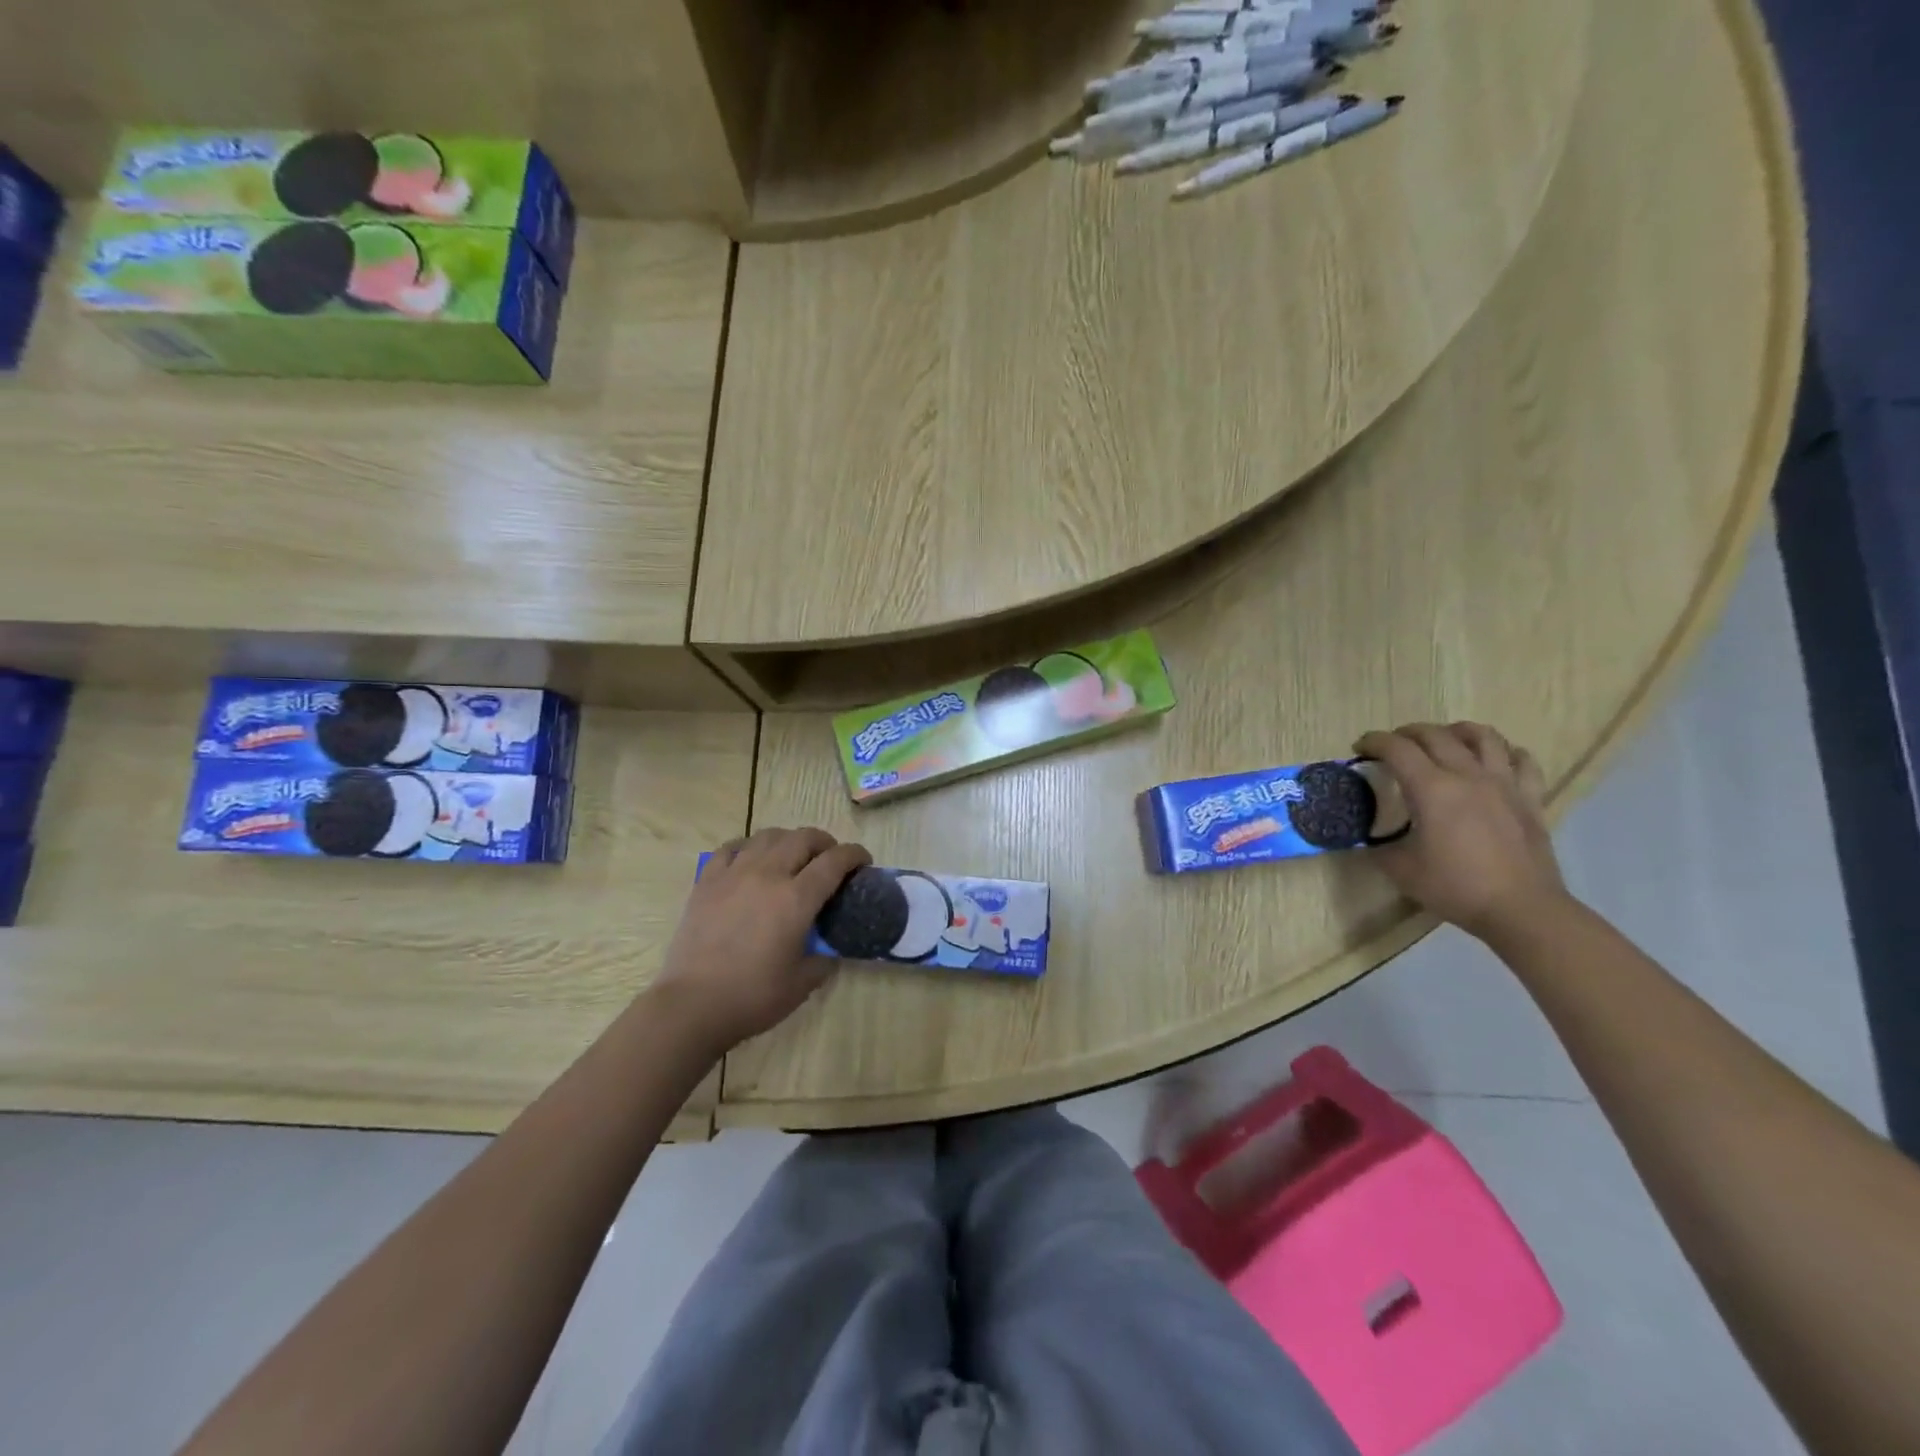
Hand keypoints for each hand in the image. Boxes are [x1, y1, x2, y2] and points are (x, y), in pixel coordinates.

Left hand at [653, 827, 871, 1052]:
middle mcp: (768, 875)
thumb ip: (823, 959)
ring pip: (768, 836)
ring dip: (789, 839)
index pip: (834, 861)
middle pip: (803, 838)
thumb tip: (829, 950)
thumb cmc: (752, 997)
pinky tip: (751, 859)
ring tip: (793, 855)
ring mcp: (734, 874)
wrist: (692, 1005)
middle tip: (830, 859)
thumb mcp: (802, 983)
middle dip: (825, 842)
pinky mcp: (706, 881)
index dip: (854, 855)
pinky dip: (749, 846)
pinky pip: (731, 848)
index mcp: (797, 899)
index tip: (863, 862)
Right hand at [1354, 722, 1568, 939]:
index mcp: (1431, 789)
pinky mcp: (1530, 798)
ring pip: (1483, 736)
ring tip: (1444, 739)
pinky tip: (1494, 760)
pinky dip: (1504, 752)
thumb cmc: (1455, 887)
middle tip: (1393, 746)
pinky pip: (1522, 760)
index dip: (1373, 741)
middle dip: (1407, 733)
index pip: (1396, 748)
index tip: (1359, 748)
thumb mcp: (1400, 869)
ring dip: (1456, 731)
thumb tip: (1368, 836)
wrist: (1521, 910)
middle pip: (1435, 735)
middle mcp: (1467, 776)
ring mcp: (1504, 784)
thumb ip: (1379, 845)